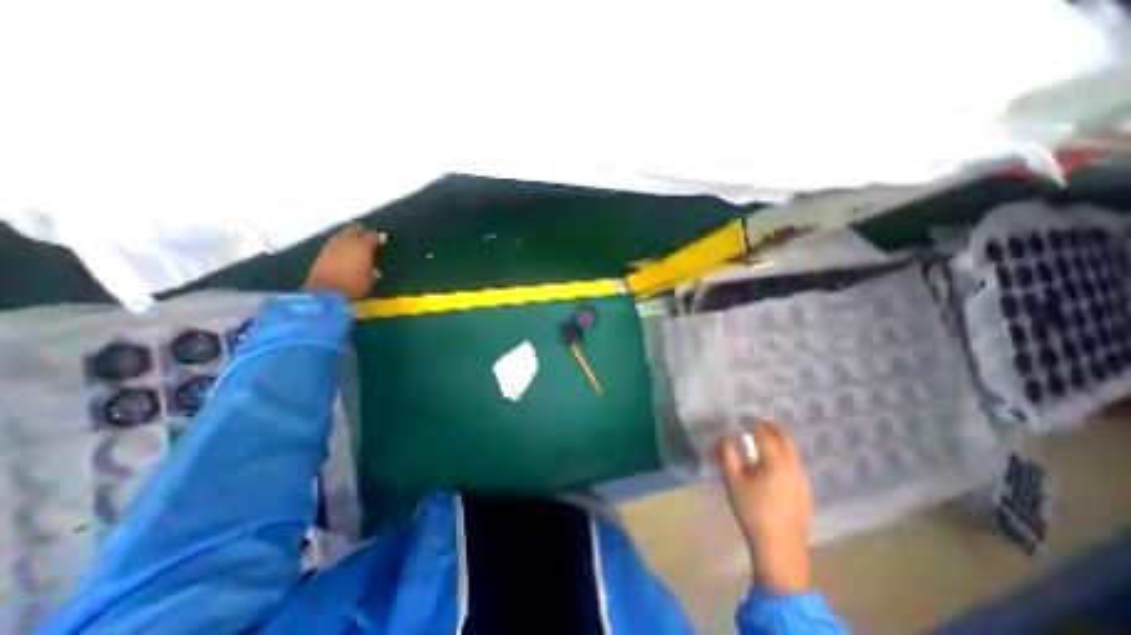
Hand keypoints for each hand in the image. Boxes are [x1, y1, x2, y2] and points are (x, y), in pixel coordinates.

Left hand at [304, 220, 385, 298]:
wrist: (327, 292)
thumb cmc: (354, 285)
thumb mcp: (370, 279)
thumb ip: (371, 269)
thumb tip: (372, 268)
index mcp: (363, 246)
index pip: (373, 236)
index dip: (378, 237)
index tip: (381, 240)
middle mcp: (347, 242)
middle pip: (354, 229)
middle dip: (360, 232)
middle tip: (366, 236)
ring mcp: (332, 246)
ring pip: (342, 235)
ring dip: (348, 237)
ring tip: (353, 243)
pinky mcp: (322, 253)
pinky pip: (333, 244)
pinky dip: (339, 245)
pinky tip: (342, 251)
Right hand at [715, 422, 812, 595]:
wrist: (779, 547)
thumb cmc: (752, 511)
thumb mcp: (733, 481)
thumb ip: (727, 455)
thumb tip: (723, 437)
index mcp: (775, 461)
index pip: (764, 433)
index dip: (753, 423)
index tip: (743, 419)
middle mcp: (793, 465)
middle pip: (785, 437)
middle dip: (770, 427)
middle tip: (755, 424)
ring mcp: (802, 479)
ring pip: (792, 450)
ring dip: (778, 440)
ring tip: (762, 442)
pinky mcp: (805, 490)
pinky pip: (795, 463)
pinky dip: (784, 454)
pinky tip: (772, 465)